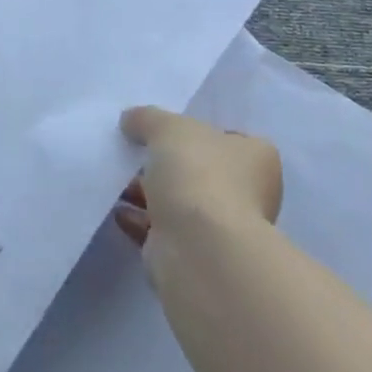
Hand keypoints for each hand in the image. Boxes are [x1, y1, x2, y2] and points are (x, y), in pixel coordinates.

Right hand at [113, 106, 282, 292]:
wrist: (199, 246)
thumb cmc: (197, 174)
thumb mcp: (168, 127)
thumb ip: (148, 118)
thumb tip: (131, 120)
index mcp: (255, 158)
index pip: (229, 138)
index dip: (197, 132)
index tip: (165, 131)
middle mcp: (247, 192)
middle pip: (200, 170)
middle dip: (165, 164)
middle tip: (133, 154)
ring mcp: (221, 227)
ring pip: (179, 201)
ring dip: (147, 193)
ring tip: (116, 181)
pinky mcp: (195, 253)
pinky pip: (162, 229)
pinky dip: (140, 220)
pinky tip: (117, 211)